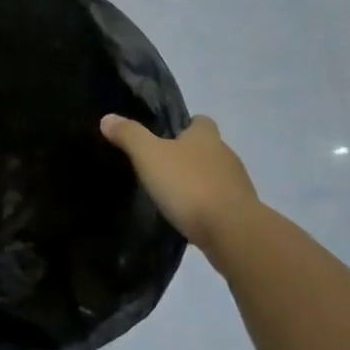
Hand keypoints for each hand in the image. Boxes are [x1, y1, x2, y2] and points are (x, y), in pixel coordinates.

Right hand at [100, 114, 263, 254]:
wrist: (232, 232)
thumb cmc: (189, 185)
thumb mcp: (149, 156)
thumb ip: (129, 135)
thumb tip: (108, 118)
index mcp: (206, 136)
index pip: (200, 121)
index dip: (185, 126)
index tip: (166, 137)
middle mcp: (226, 155)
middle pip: (208, 149)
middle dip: (189, 156)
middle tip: (162, 168)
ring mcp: (238, 185)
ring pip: (215, 176)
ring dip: (198, 183)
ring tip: (173, 196)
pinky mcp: (242, 212)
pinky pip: (221, 203)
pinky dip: (207, 207)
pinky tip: (189, 218)